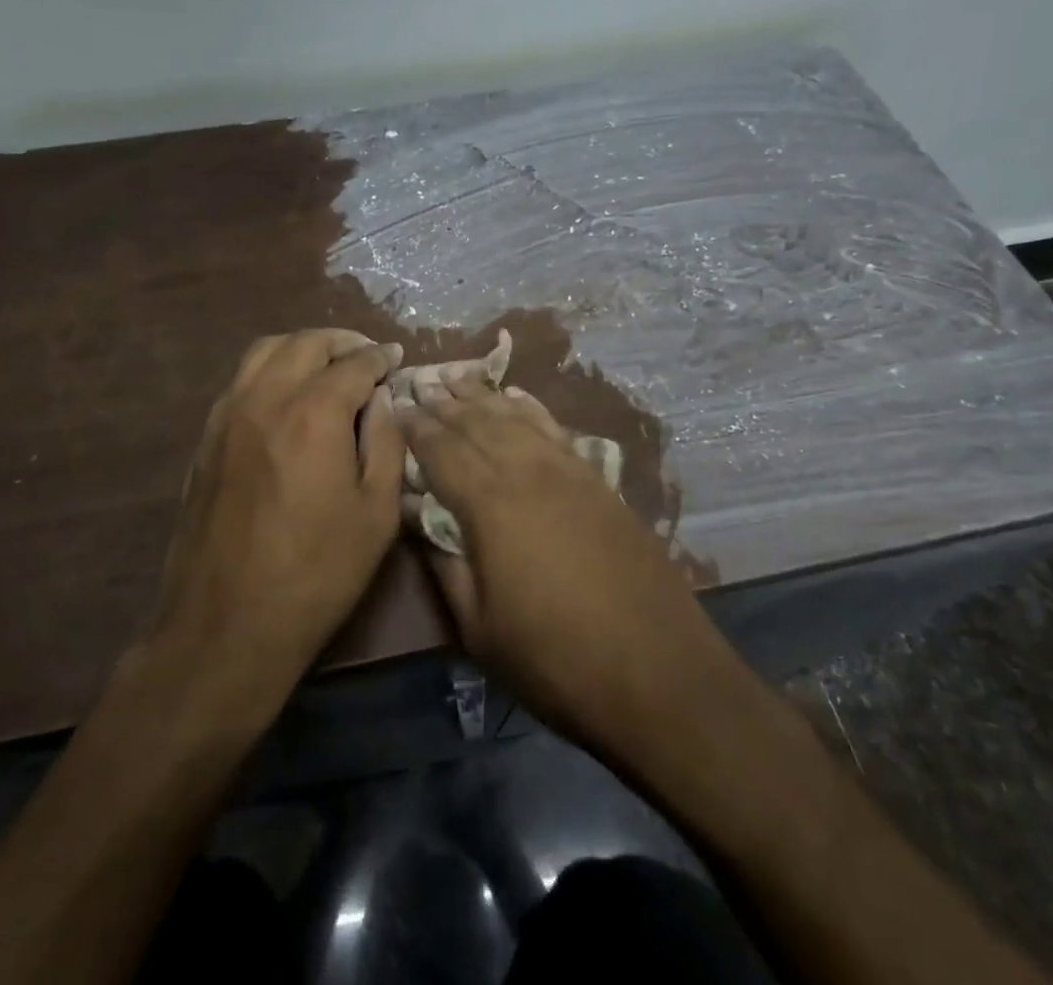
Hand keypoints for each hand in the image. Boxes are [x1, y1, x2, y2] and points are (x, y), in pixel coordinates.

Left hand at [148, 329, 405, 702]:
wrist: (226, 624)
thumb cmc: (316, 572)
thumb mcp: (377, 513)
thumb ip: (386, 443)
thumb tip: (383, 400)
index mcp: (314, 412)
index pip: (354, 364)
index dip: (380, 358)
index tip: (396, 359)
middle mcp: (266, 397)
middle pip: (305, 343)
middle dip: (342, 342)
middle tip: (366, 356)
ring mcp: (228, 414)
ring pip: (265, 351)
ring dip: (301, 347)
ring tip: (326, 366)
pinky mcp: (206, 437)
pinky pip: (240, 380)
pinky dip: (270, 370)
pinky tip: (287, 396)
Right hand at [400, 382, 730, 764]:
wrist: (659, 674)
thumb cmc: (555, 659)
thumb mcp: (479, 626)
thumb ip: (442, 563)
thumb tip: (414, 514)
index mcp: (490, 504)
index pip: (441, 449)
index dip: (414, 427)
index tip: (394, 408)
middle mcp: (528, 471)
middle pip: (477, 423)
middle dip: (444, 402)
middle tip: (419, 384)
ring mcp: (569, 472)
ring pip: (516, 418)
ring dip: (483, 396)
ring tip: (457, 377)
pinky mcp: (599, 482)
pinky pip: (555, 429)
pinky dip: (531, 409)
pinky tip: (518, 398)